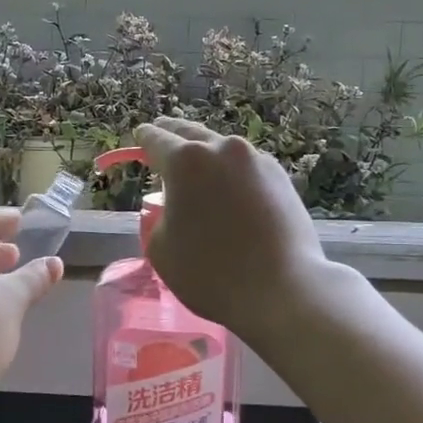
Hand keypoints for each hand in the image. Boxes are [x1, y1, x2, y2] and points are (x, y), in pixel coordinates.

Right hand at [135, 116, 328, 343]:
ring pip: (222, 149)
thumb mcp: (161, 249)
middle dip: (174, 134)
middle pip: (191, 133)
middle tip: (163, 133)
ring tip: (199, 169)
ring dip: (207, 154)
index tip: (141, 135)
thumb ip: (159, 216)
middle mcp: (223, 149)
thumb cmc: (210, 273)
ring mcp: (257, 160)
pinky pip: (247, 167)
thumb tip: (175, 207)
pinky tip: (231, 190)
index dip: (144, 138)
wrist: (282, 289)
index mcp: (185, 161)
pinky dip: (233, 172)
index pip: (156, 139)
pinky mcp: (281, 177)